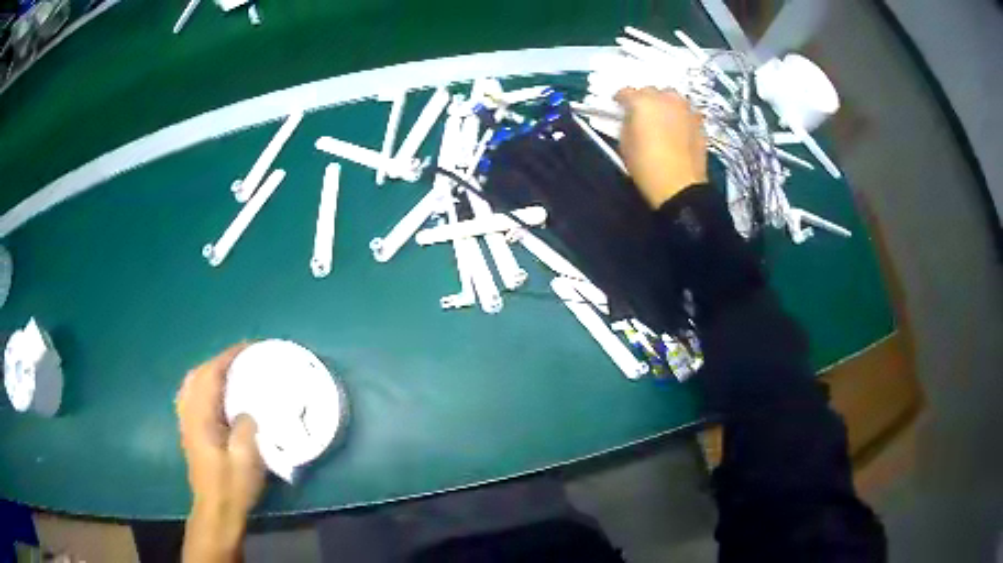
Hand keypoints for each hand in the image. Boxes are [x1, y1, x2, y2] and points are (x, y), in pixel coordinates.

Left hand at [176, 344, 263, 561]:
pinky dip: (205, 386)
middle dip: (218, 361)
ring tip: (231, 373)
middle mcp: (189, 414)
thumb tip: (245, 412)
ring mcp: (187, 422)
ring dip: (210, 372)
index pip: (210, 375)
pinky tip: (218, 395)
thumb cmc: (232, 486)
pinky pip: (193, 396)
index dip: (228, 357)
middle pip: (198, 375)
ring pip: (192, 384)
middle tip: (242, 360)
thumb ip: (245, 427)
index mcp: (201, 417)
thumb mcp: (246, 459)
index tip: (248, 348)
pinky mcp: (190, 432)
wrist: (216, 510)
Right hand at [615, 87, 707, 208]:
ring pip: (672, 97)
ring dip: (665, 103)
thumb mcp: (625, 144)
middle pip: (651, 91)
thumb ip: (627, 124)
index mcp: (642, 102)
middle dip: (644, 99)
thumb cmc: (646, 167)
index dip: (620, 99)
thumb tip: (632, 119)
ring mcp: (685, 109)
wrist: (680, 186)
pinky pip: (686, 112)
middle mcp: (665, 99)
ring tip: (662, 117)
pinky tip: (678, 128)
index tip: (618, 107)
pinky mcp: (699, 122)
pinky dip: (680, 116)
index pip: (626, 92)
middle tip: (641, 114)